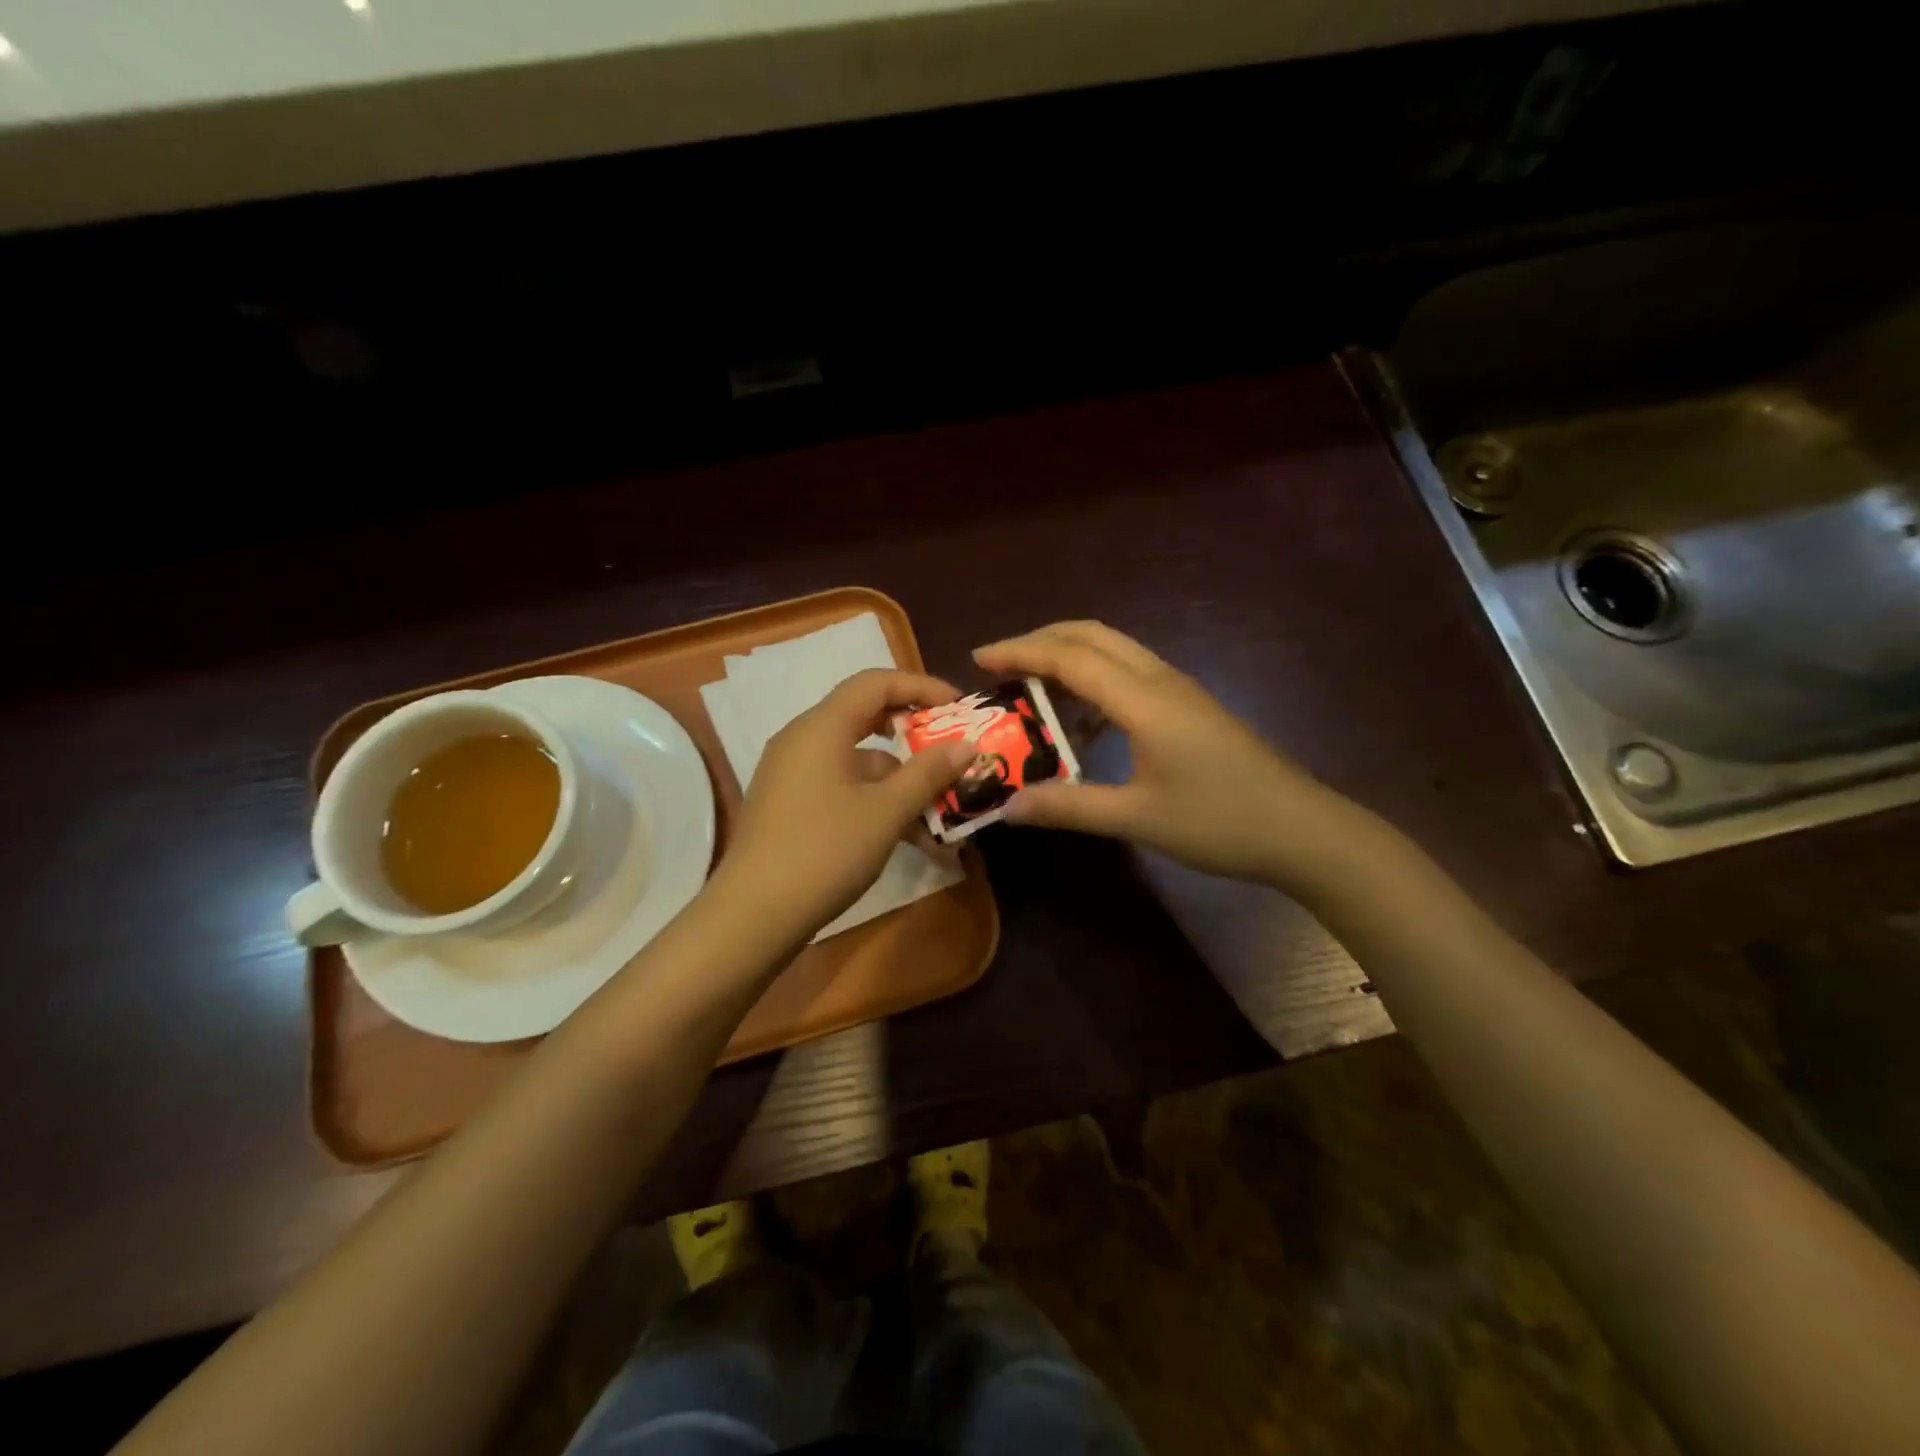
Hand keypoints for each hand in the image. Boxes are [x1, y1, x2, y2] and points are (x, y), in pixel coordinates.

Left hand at [713, 668, 974, 944]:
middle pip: (867, 717)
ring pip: (859, 762)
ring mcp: (793, 774)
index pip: (876, 682)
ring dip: (901, 781)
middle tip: (952, 749)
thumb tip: (966, 745)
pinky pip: (843, 788)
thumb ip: (928, 773)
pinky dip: (877, 802)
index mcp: (822, 727)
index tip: (960, 707)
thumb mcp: (886, 812)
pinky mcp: (791, 806)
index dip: (922, 687)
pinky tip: (910, 839)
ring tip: (943, 813)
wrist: (753, 916)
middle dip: (915, 734)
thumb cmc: (824, 852)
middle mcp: (803, 740)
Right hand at [974, 621, 1368, 889]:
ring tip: (1031, 686)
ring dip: (1070, 656)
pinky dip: (1095, 680)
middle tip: (1000, 662)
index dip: (1021, 651)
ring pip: (1115, 650)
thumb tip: (1008, 806)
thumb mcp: (1138, 818)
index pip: (1070, 657)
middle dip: (1042, 639)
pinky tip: (1083, 721)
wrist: (1303, 831)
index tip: (979, 657)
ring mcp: (1180, 691)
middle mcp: (1161, 680)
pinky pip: (1132, 674)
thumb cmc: (1221, 822)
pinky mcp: (1191, 707)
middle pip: (1093, 636)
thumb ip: (1069, 806)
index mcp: (1144, 700)